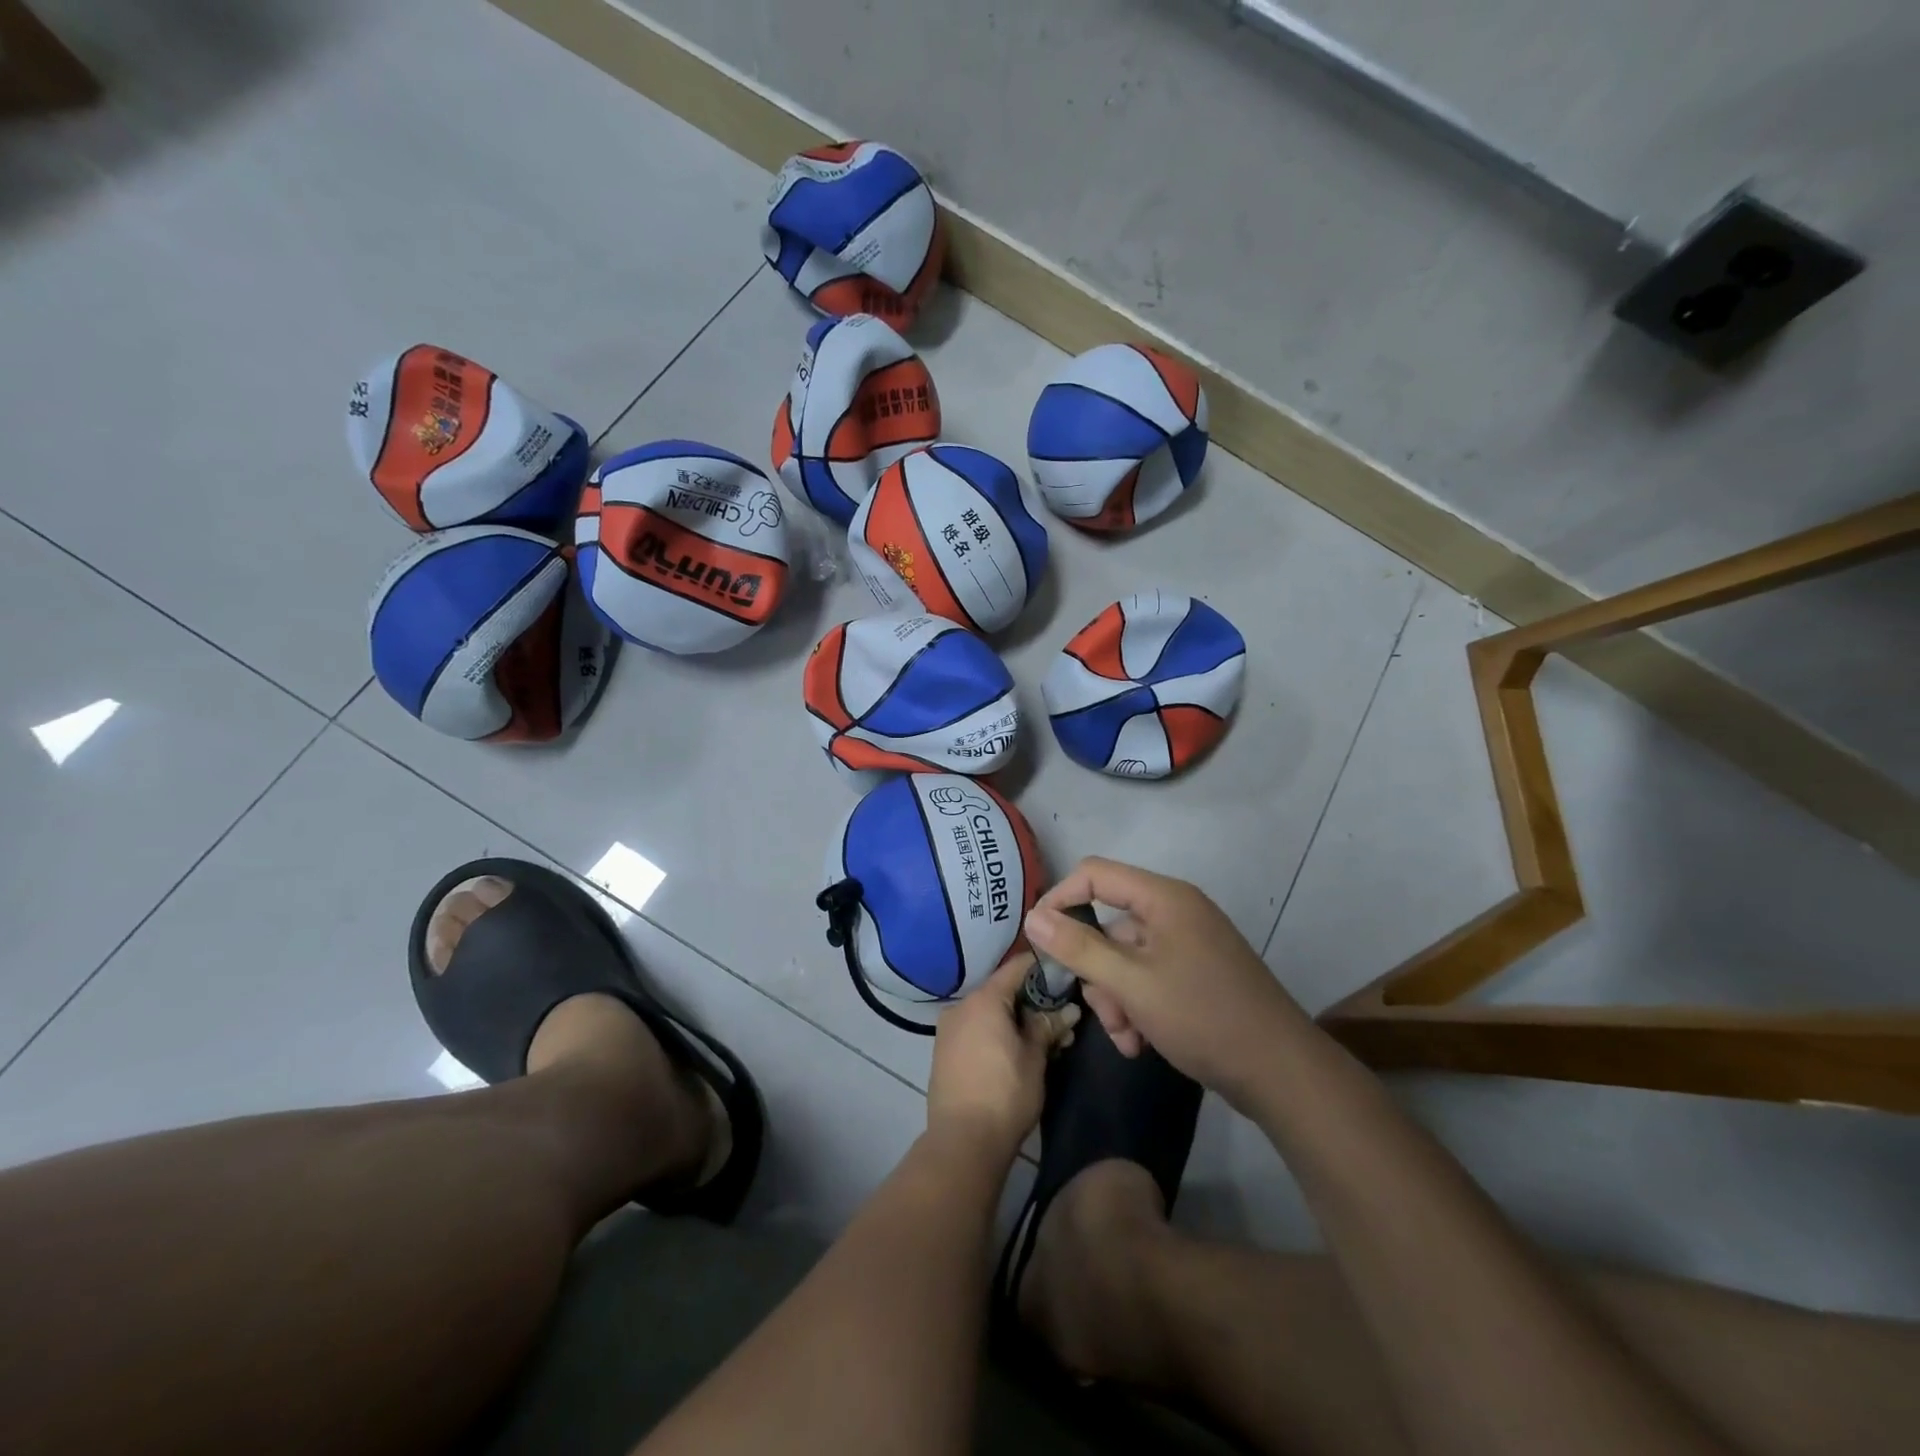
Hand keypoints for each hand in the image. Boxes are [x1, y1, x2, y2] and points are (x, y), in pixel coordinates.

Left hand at [926, 952, 1079, 1157]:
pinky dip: (997, 1034)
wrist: (962, 1142)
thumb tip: (1069, 1009)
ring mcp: (948, 1029)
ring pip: (989, 1013)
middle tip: (1062, 1019)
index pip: (1017, 967)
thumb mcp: (1035, 1057)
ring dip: (1016, 1022)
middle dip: (1033, 1003)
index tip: (1065, 971)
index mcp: (983, 999)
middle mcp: (961, 1006)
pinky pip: (976, 1030)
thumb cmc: (1005, 1093)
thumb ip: (1048, 1026)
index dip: (1042, 967)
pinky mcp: (944, 1052)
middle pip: (1002, 992)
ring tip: (1046, 1042)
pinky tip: (1018, 1053)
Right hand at [1024, 858, 1304, 1104]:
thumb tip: (1032, 917)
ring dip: (1116, 999)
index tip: (1039, 940)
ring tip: (1128, 1038)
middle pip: (1109, 925)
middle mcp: (1175, 912)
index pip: (1094, 874)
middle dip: (1097, 972)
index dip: (1061, 899)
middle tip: (1102, 1013)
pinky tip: (1141, 1042)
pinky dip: (1137, 1006)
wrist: (1280, 1072)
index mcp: (1163, 898)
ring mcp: (1188, 944)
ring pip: (1125, 959)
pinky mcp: (1196, 973)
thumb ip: (1079, 947)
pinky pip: (1148, 977)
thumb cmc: (1202, 1016)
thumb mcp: (1131, 983)